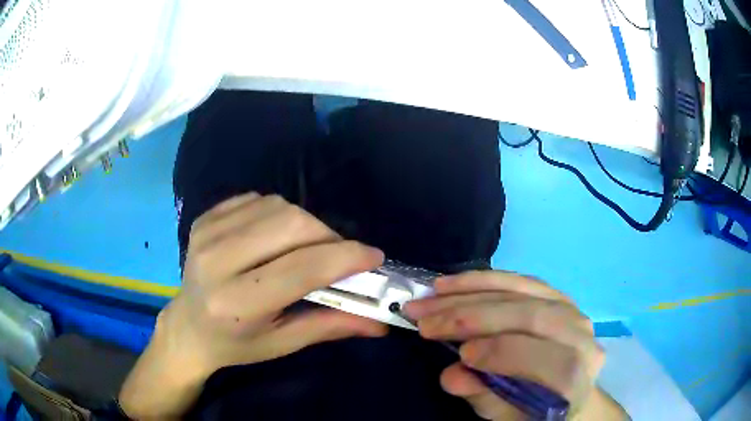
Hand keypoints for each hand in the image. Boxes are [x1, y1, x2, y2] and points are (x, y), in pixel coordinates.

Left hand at [120, 193, 386, 418]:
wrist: (187, 327)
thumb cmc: (235, 344)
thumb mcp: (282, 343)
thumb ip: (330, 326)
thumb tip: (379, 321)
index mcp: (237, 303)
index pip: (302, 268)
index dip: (346, 258)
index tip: (374, 257)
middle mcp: (218, 261)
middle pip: (292, 224)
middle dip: (328, 236)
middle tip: (338, 256)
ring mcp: (207, 233)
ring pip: (277, 206)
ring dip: (305, 224)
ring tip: (306, 248)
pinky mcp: (205, 218)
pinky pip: (256, 199)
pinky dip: (278, 213)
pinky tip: (275, 236)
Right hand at [403, 271, 606, 420]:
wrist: (566, 385)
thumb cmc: (537, 408)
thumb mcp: (509, 415)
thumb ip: (486, 397)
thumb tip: (451, 376)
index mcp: (577, 374)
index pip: (547, 360)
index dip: (504, 354)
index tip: (461, 355)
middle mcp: (580, 334)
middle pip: (530, 316)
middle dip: (473, 317)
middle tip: (427, 321)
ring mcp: (570, 309)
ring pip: (521, 291)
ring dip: (470, 291)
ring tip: (431, 296)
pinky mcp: (555, 294)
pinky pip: (519, 279)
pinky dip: (483, 279)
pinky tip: (453, 283)